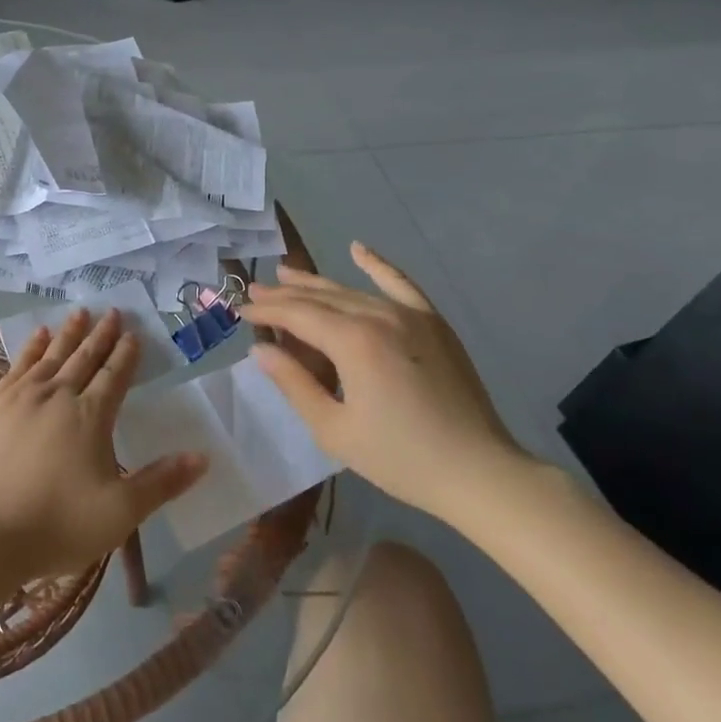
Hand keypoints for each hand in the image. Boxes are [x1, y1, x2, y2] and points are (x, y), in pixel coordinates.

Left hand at [0, 308, 205, 582]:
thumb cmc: (59, 524)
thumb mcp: (121, 512)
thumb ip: (162, 482)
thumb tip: (203, 457)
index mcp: (90, 416)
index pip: (114, 376)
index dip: (126, 354)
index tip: (133, 333)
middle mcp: (57, 396)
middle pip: (83, 358)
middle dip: (100, 335)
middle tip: (111, 311)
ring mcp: (21, 397)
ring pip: (50, 356)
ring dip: (67, 334)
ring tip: (79, 313)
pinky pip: (17, 366)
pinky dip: (30, 348)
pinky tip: (37, 337)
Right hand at [246, 243, 530, 522]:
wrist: (480, 473)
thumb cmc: (400, 458)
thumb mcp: (334, 429)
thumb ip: (294, 384)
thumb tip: (262, 349)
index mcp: (353, 342)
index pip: (297, 314)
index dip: (266, 311)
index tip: (239, 310)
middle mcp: (379, 316)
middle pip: (321, 298)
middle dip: (284, 294)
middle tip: (254, 290)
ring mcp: (411, 316)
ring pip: (352, 290)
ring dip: (316, 283)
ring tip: (286, 274)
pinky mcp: (433, 323)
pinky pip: (401, 284)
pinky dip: (378, 265)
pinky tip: (358, 248)